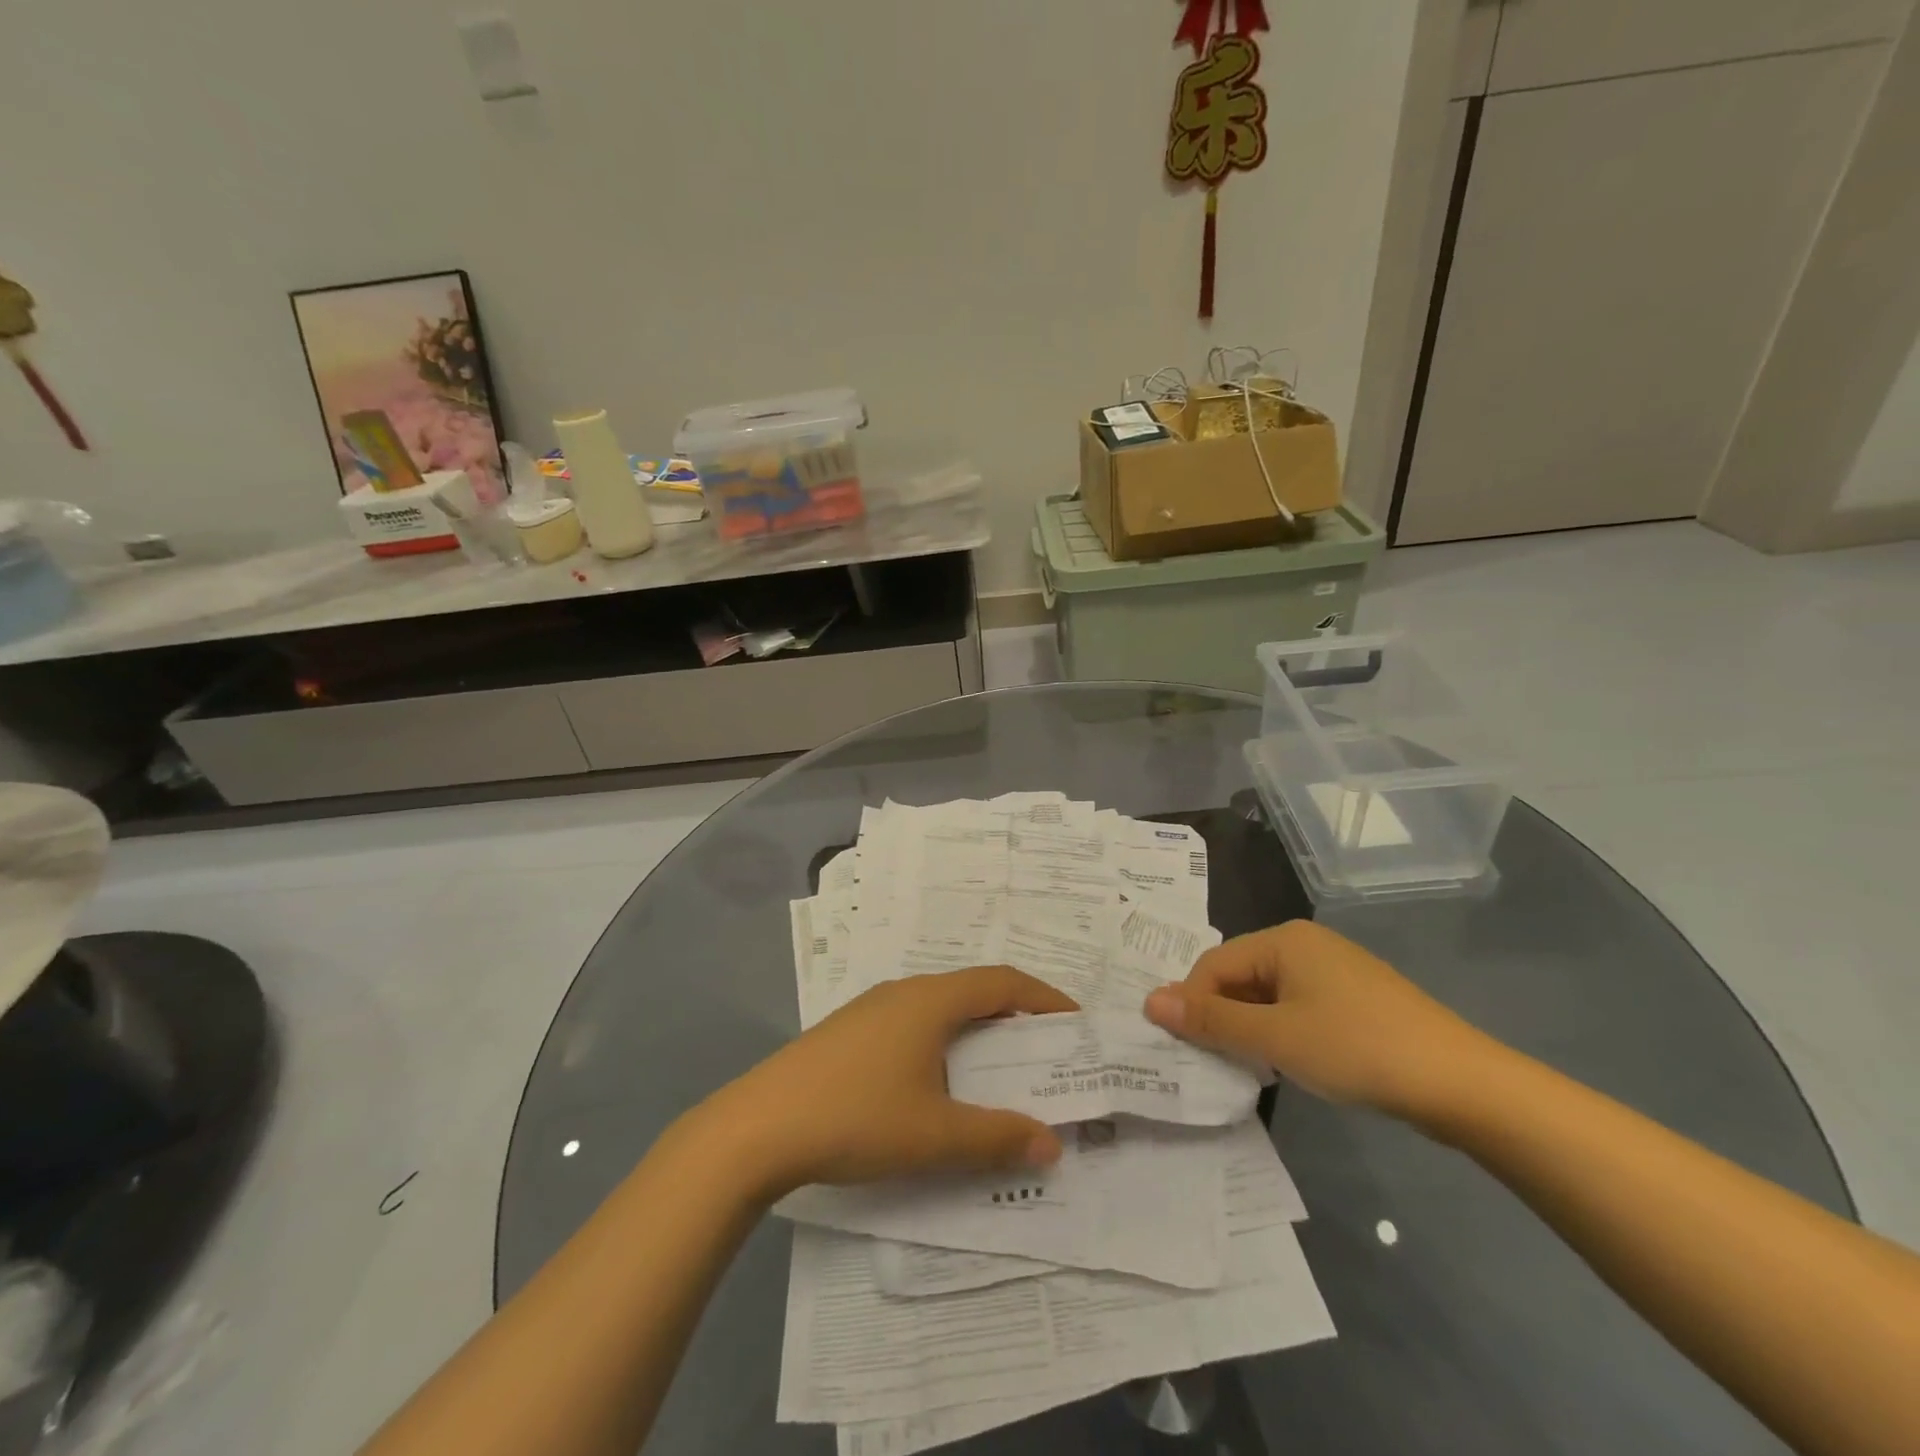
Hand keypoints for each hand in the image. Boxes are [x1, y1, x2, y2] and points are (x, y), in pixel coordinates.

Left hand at [701, 966, 1077, 1198]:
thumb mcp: (934, 1135)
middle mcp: (904, 992)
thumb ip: (997, 1138)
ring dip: (975, 1031)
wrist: (758, 1127)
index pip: (1002, 982)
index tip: (1074, 1022)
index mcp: (931, 1000)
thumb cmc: (856, 1117)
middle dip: (1013, 1017)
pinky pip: (913, 1024)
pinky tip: (937, 1082)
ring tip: (998, 1070)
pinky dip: (943, 1042)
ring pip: (940, 1008)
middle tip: (1044, 1053)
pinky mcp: (849, 1032)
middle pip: (973, 991)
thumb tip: (1052, 1144)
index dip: (1043, 997)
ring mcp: (871, 1009)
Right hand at [1143, 921, 1494, 1121]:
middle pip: (1239, 976)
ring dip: (1250, 1029)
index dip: (1191, 1004)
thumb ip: (1211, 1019)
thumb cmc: (1357, 1049)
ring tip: (1249, 1069)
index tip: (1181, 1048)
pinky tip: (1289, 1065)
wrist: (1462, 1084)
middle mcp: (1305, 944)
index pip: (1213, 964)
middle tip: (1212, 1063)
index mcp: (1283, 939)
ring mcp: (1334, 970)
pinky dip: (1281, 1033)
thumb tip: (1150, 1000)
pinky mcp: (1355, 999)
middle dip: (1221, 1018)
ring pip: (1268, 996)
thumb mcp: (1275, 1038)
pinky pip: (1298, 1008)